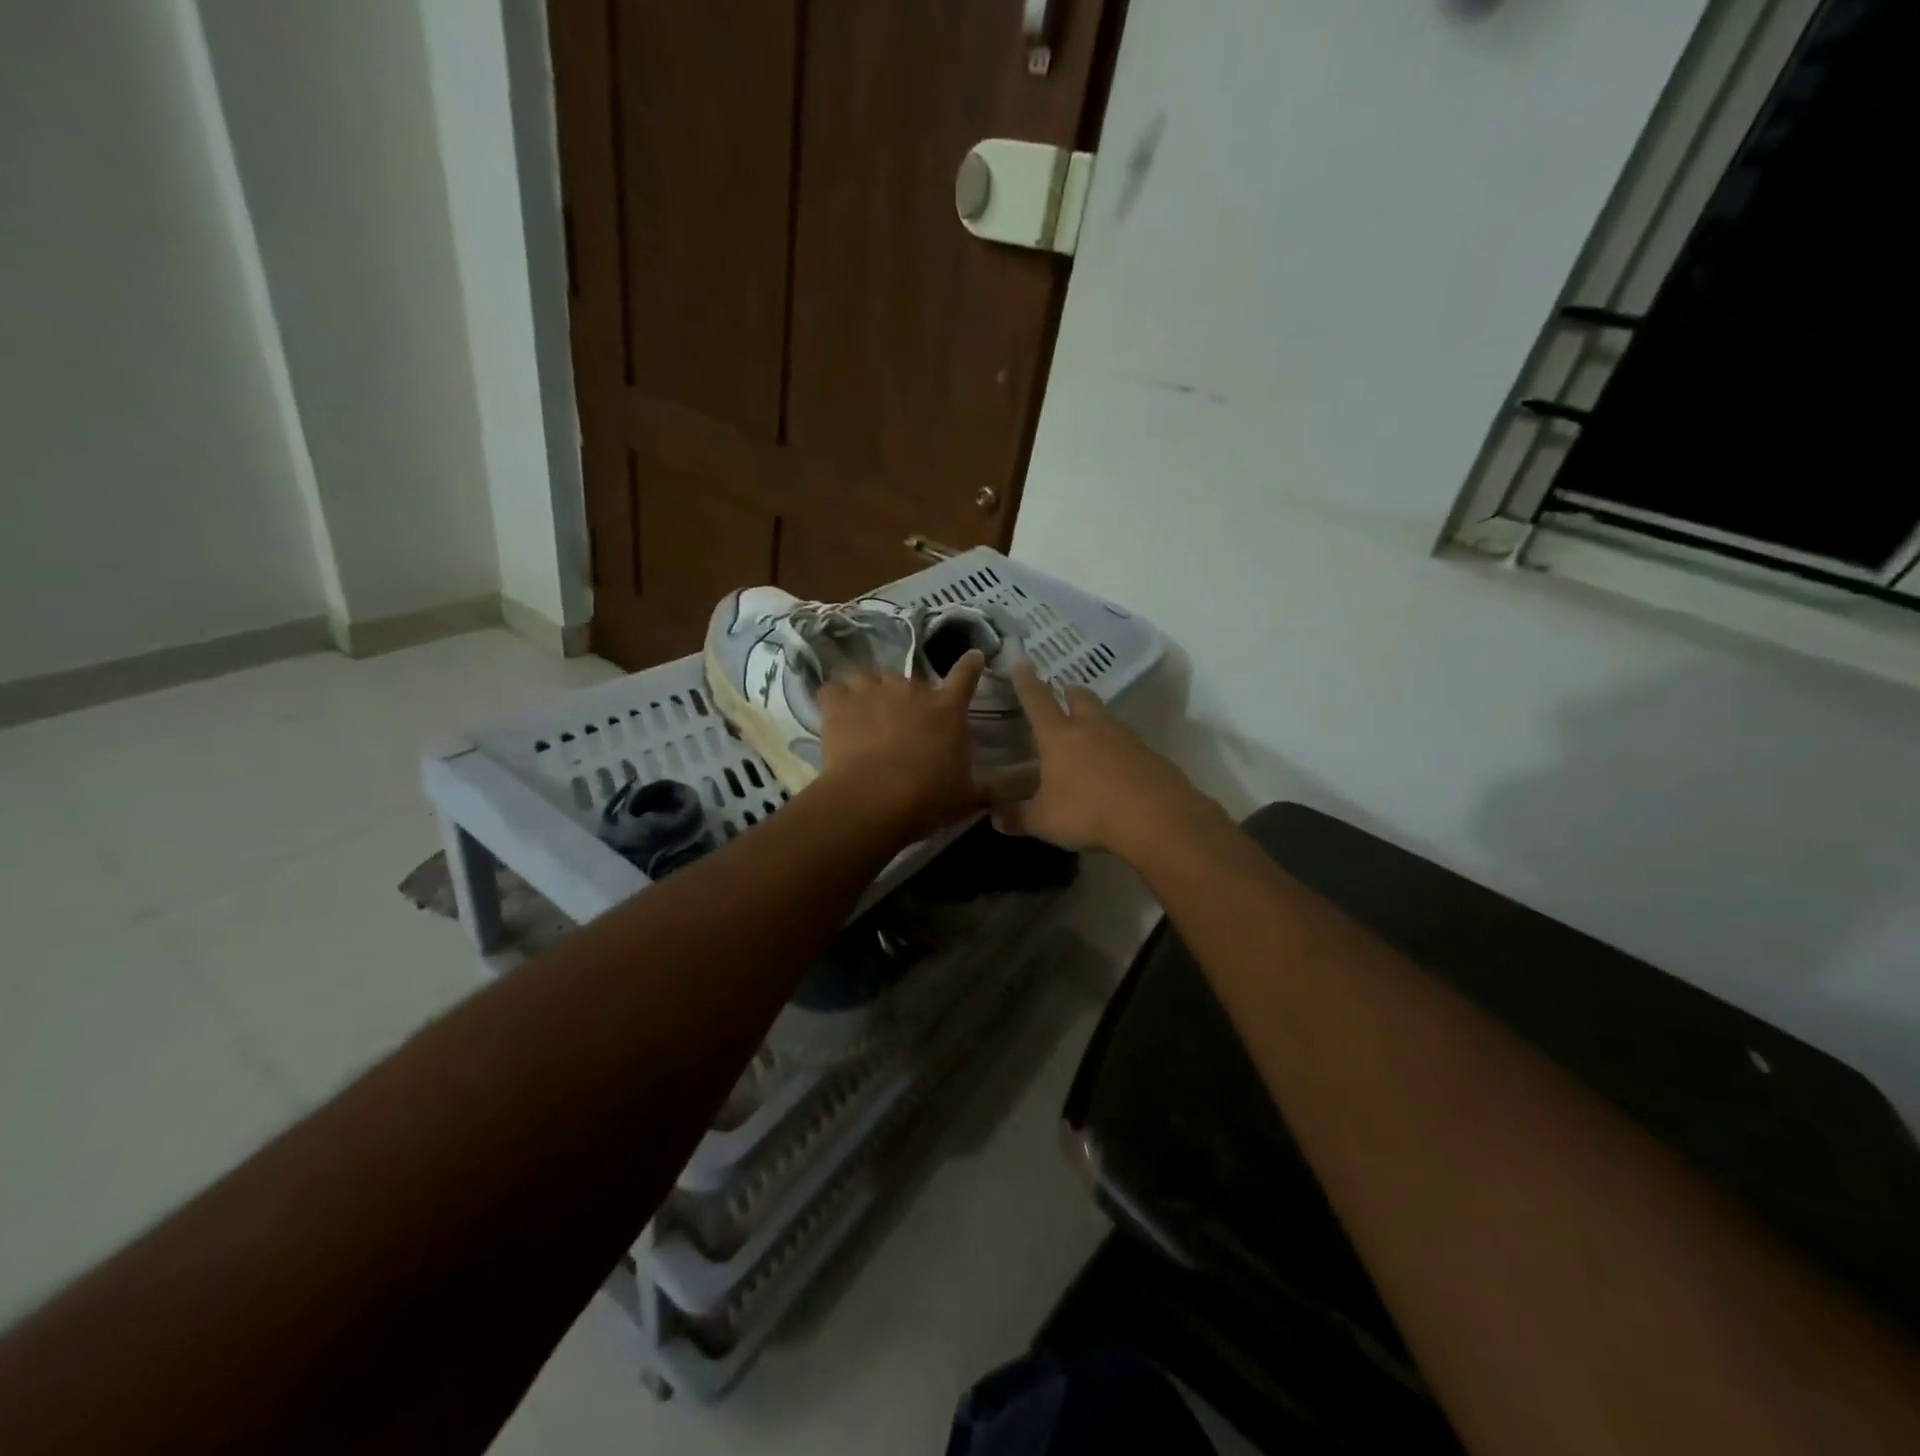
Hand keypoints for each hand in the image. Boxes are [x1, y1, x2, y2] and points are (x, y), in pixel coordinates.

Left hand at [816, 651, 988, 839]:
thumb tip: (1018, 787)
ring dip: (867, 691)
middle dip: (905, 694)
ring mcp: (873, 691)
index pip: (966, 676)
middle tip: (899, 719)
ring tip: (863, 712)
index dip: (970, 664)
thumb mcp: (968, 796)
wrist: (874, 800)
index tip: (973, 656)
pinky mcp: (839, 703)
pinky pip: (833, 689)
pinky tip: (833, 714)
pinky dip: (833, 699)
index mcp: (948, 708)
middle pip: (909, 678)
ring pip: (868, 677)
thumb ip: (991, 787)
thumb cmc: (928, 798)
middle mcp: (912, 690)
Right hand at [994, 664, 1208, 854]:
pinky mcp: (1151, 755)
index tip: (1022, 664)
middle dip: (1070, 692)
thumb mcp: (1044, 821)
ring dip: (1096, 718)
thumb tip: (996, 818)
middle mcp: (1092, 728)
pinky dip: (1119, 748)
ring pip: (1107, 717)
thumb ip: (1018, 817)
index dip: (1027, 683)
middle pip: (1081, 698)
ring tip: (1089, 733)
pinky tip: (1117, 767)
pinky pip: (1129, 743)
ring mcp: (1126, 739)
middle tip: (1065, 693)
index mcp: (1059, 736)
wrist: (1157, 818)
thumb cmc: (1089, 812)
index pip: (1037, 701)